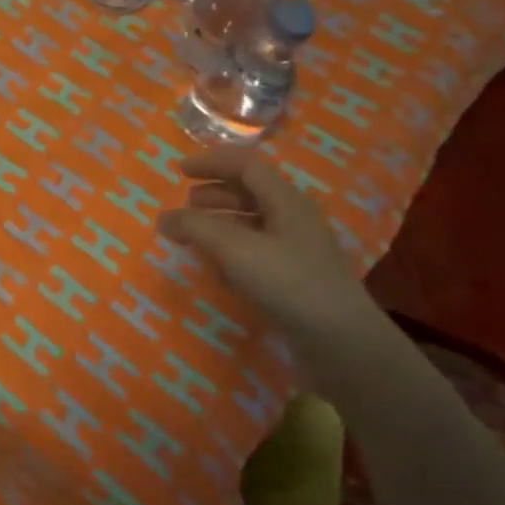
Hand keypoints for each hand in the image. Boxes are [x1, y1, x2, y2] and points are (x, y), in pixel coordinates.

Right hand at [157, 148, 378, 344]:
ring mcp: (298, 251)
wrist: (341, 341)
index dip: (211, 163)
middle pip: (250, 193)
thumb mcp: (234, 248)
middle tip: (185, 204)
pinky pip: (258, 252)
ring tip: (194, 235)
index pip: (246, 166)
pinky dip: (232, 251)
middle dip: (214, 194)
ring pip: (253, 224)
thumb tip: (163, 217)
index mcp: (286, 201)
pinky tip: (218, 269)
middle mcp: (294, 219)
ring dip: (221, 223)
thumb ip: (195, 227)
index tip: (179, 170)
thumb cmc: (287, 282)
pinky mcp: (296, 280)